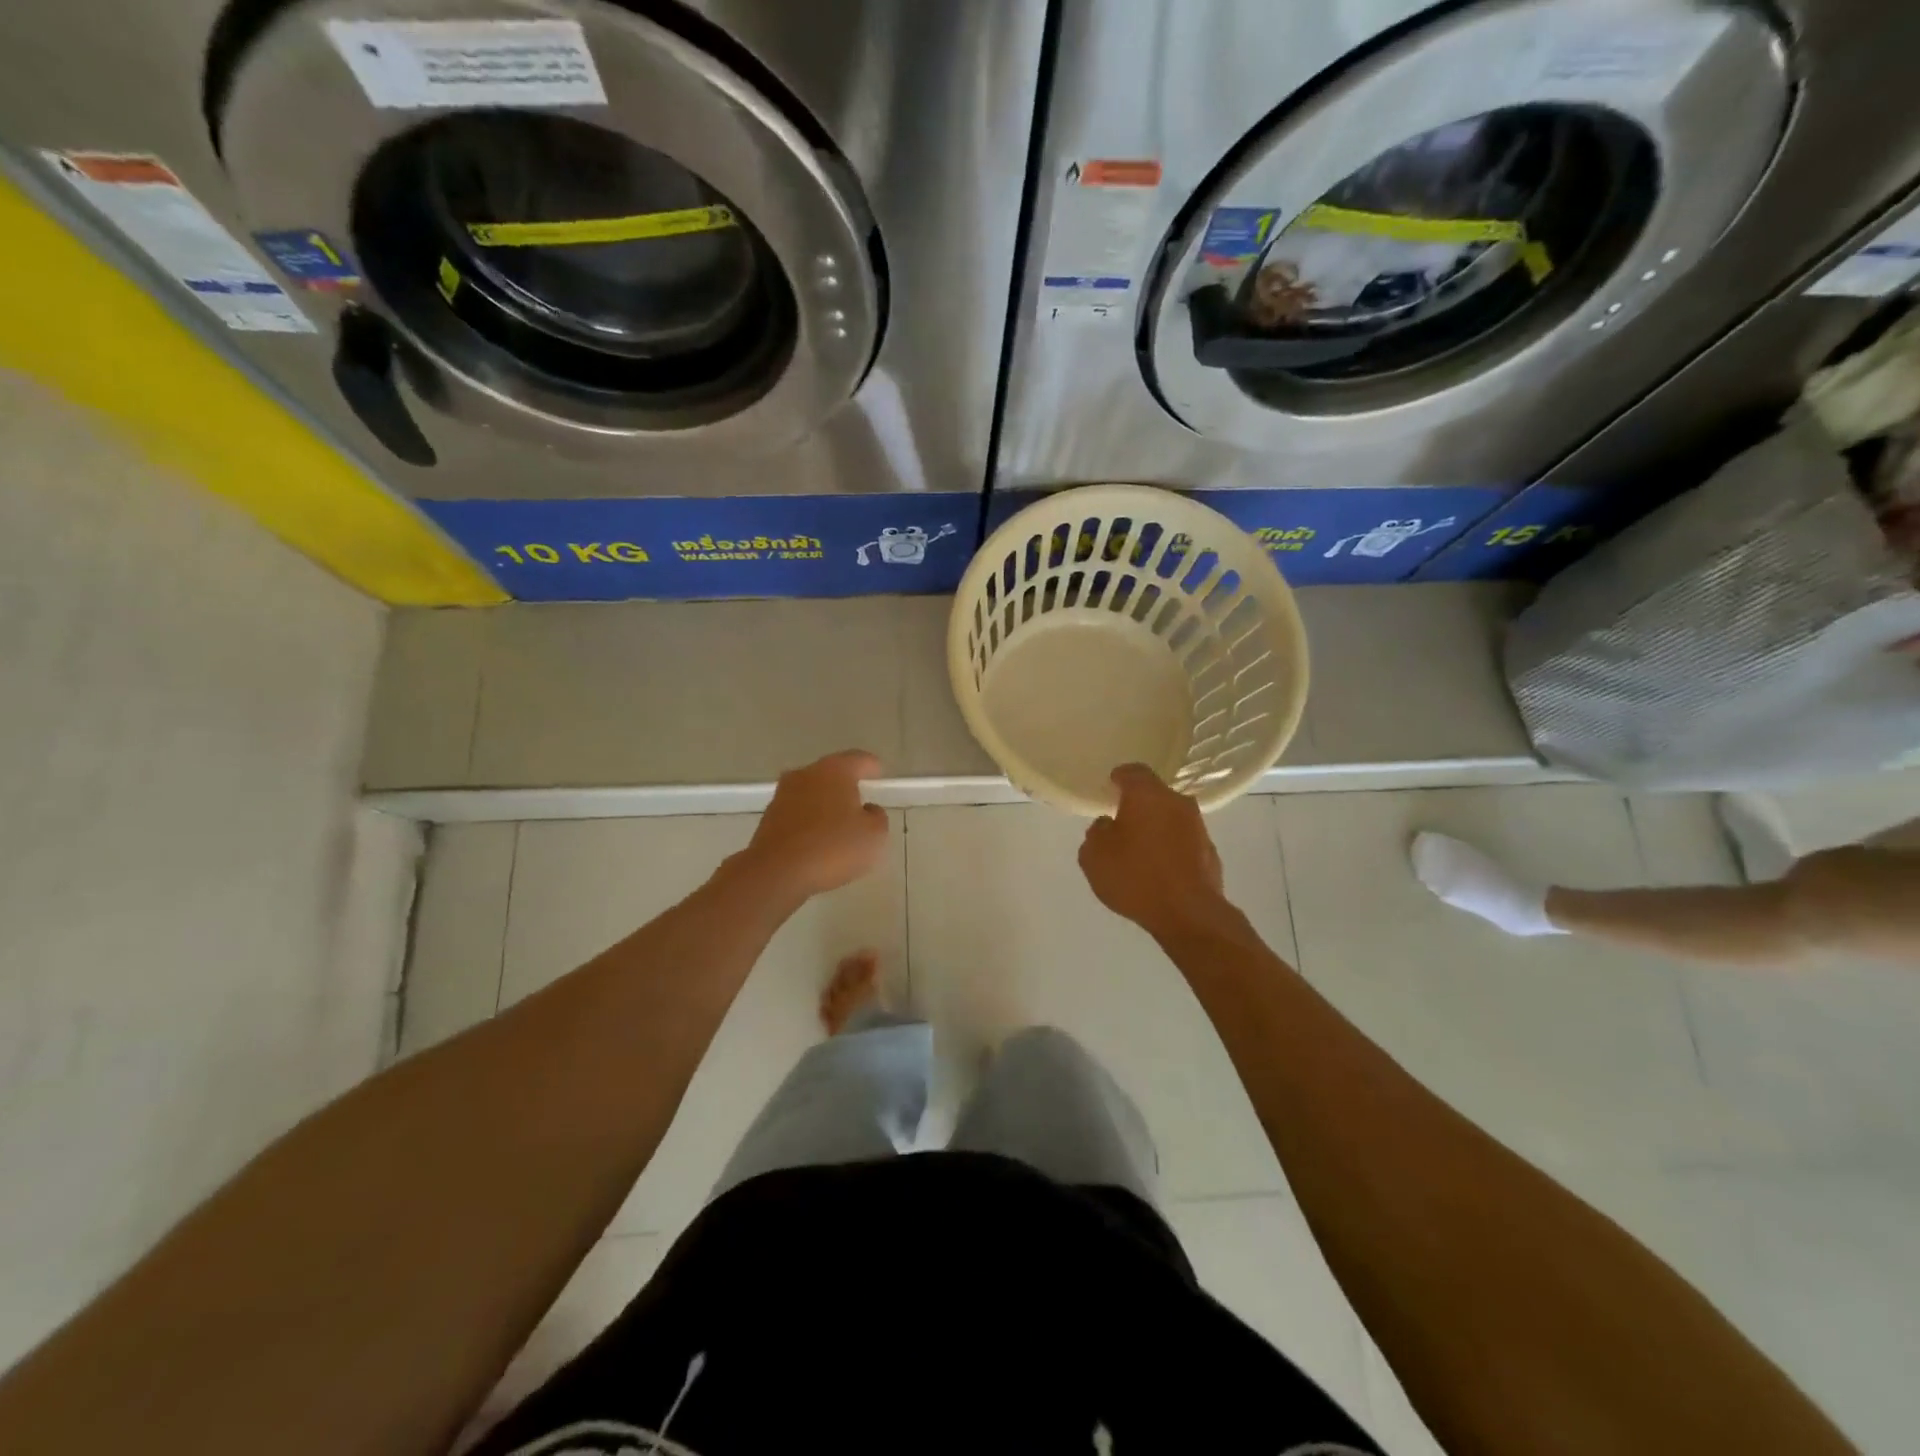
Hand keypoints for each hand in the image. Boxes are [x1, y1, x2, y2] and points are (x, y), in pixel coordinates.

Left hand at [738, 750, 889, 901]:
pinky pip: (798, 814)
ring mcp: (783, 796)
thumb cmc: (832, 847)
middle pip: (831, 774)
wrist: (776, 872)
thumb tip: (867, 810)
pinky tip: (818, 841)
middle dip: (846, 786)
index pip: (858, 759)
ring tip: (840, 824)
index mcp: (835, 770)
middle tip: (861, 800)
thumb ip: (877, 817)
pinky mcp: (768, 819)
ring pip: (812, 793)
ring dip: (825, 804)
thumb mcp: (873, 835)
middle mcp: (806, 775)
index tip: (879, 773)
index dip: (871, 766)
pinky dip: (809, 821)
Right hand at [1079, 764, 1229, 938]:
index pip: (1133, 771)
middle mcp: (1177, 803)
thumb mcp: (1094, 856)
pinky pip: (1184, 841)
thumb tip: (1107, 825)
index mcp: (1147, 795)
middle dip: (1139, 804)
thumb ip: (1097, 833)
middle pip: (1156, 794)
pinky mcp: (1210, 852)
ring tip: (1140, 849)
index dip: (1119, 777)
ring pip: (1172, 817)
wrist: (1188, 914)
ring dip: (1157, 827)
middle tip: (1121, 820)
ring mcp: (1198, 827)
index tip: (1111, 786)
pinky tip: (1159, 869)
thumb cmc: (1135, 876)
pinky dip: (1171, 848)